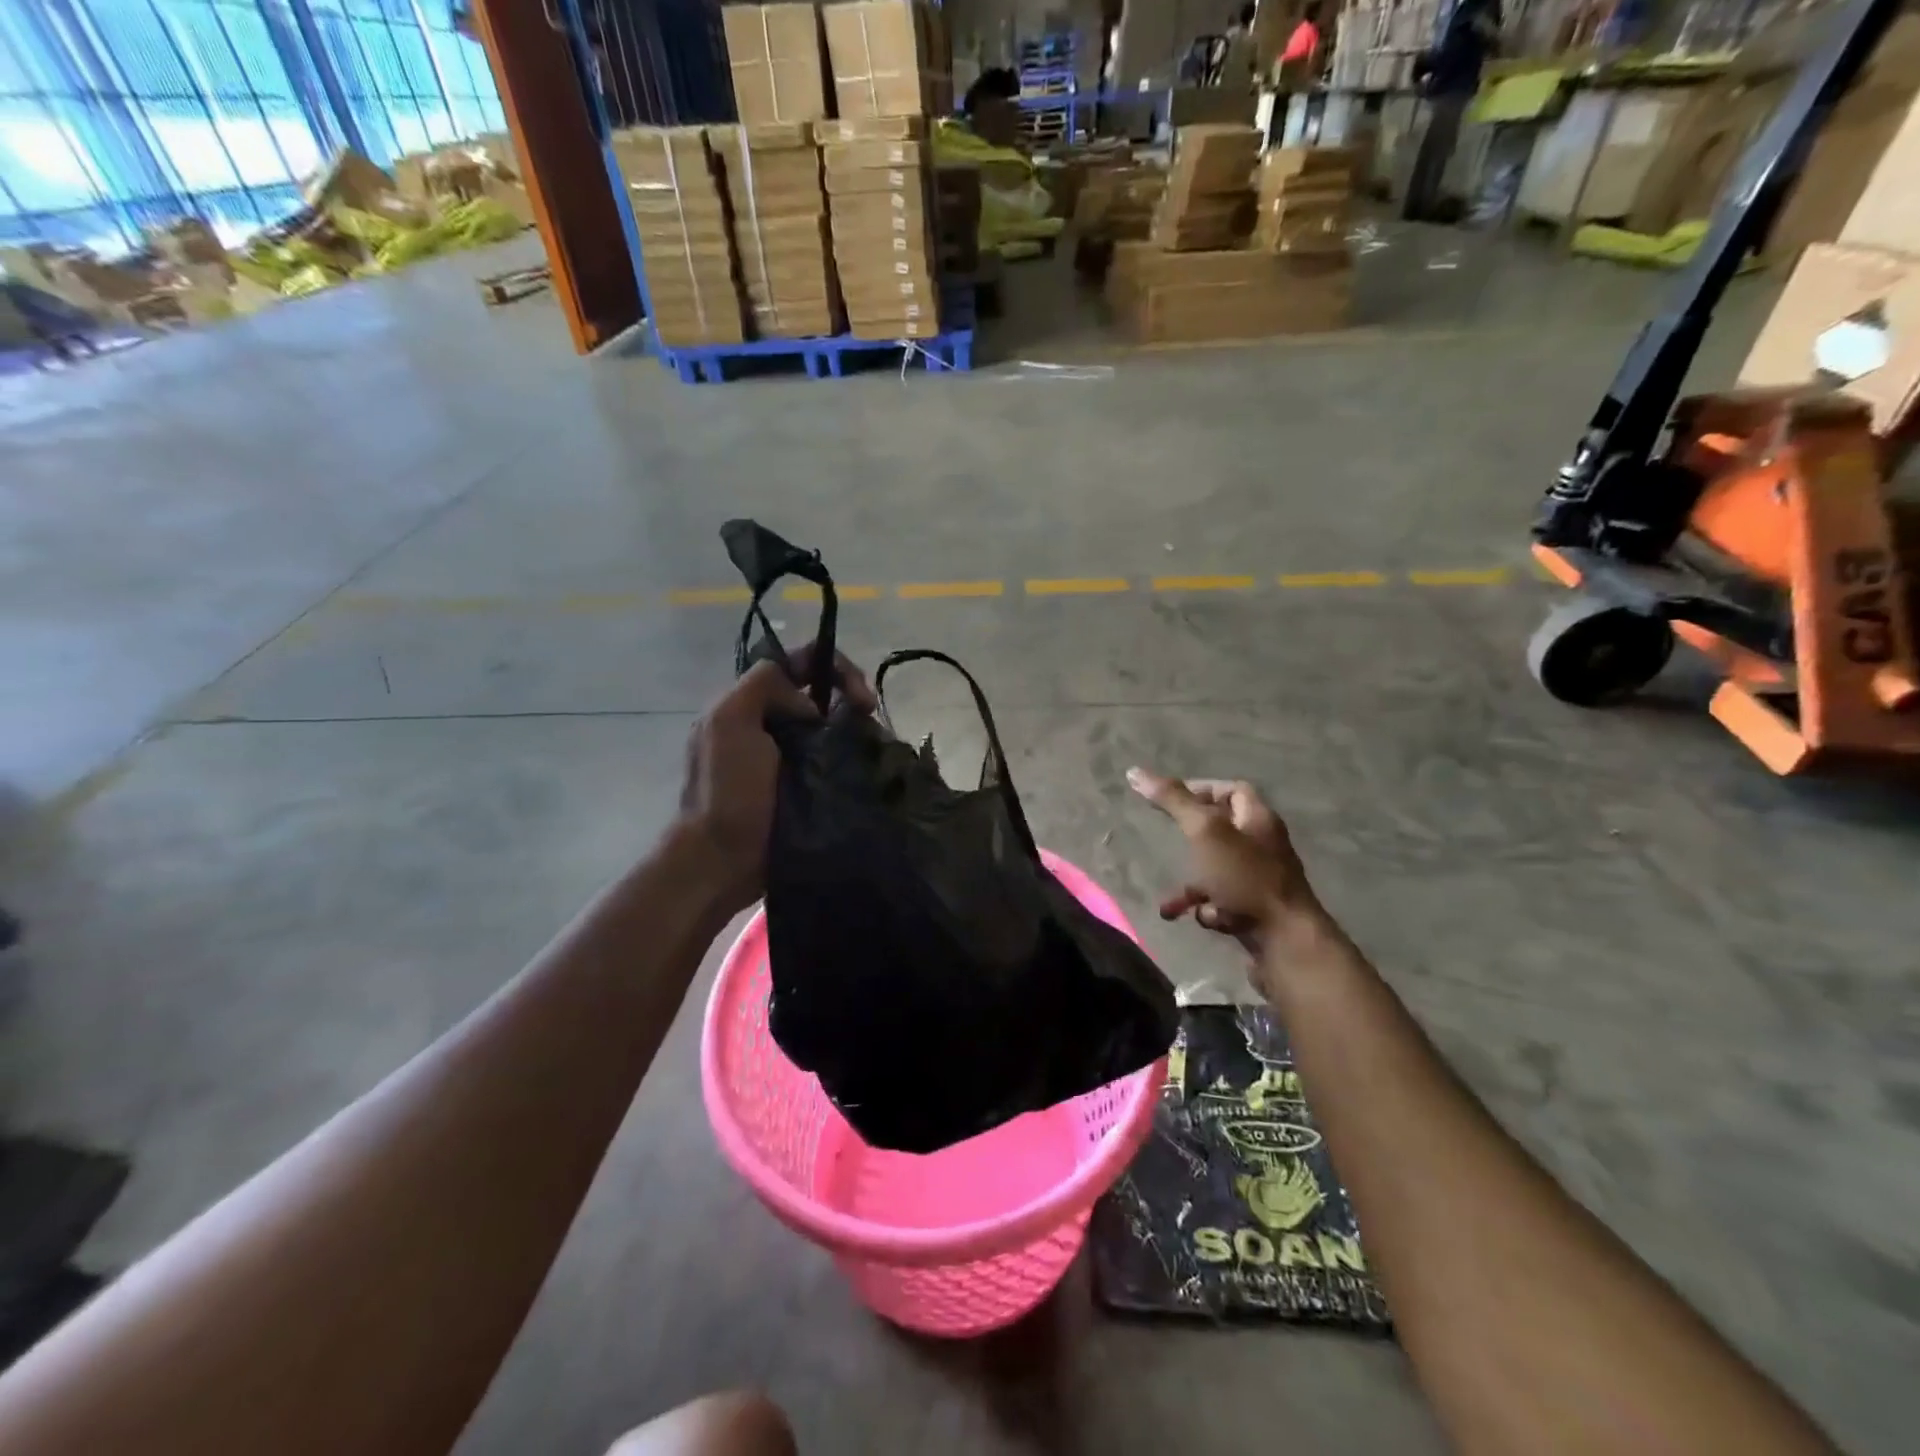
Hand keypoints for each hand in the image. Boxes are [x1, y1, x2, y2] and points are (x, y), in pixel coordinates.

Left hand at [679, 646, 873, 916]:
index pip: (800, 663)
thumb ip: (766, 686)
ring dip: (857, 730)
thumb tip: (811, 706)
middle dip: (851, 697)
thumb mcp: (729, 721)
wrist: (723, 859)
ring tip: (875, 748)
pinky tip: (869, 768)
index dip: (834, 667)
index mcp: (751, 703)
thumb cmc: (725, 790)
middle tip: (870, 720)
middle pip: (823, 693)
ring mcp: (792, 758)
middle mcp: (773, 724)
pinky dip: (855, 758)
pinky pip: (838, 760)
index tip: (859, 698)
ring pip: (834, 726)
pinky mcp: (808, 788)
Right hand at [1127, 768, 1322, 954]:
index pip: (1233, 789)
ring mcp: (1261, 880)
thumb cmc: (1245, 877)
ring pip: (1218, 870)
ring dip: (1192, 882)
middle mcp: (1263, 845)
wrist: (1285, 941)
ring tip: (1171, 899)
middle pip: (1224, 829)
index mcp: (1258, 819)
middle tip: (1168, 839)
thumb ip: (1173, 801)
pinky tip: (1193, 918)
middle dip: (1192, 837)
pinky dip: (1205, 907)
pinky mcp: (1256, 910)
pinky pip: (1224, 901)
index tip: (1171, 799)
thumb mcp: (1205, 831)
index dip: (1202, 788)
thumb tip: (1135, 772)